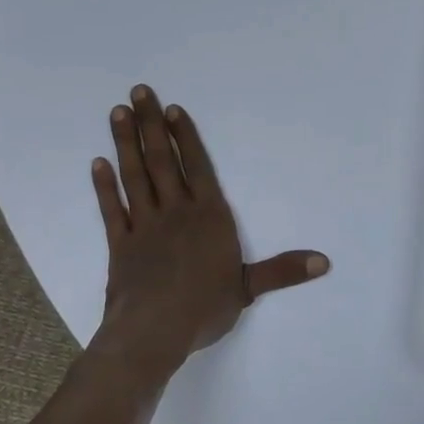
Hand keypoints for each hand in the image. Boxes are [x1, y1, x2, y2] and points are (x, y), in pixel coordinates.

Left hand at [90, 86, 329, 381]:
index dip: (185, 137)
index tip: (172, 110)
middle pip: (162, 161)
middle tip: (139, 92)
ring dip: (126, 143)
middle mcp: (176, 212)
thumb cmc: (205, 307)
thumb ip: (283, 270)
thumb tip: (324, 262)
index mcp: (209, 217)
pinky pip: (112, 208)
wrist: (153, 332)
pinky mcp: (120, 244)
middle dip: (151, 126)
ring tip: (118, 113)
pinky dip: (105, 186)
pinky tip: (98, 164)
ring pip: (135, 176)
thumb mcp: (249, 288)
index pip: (197, 167)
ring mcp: (144, 225)